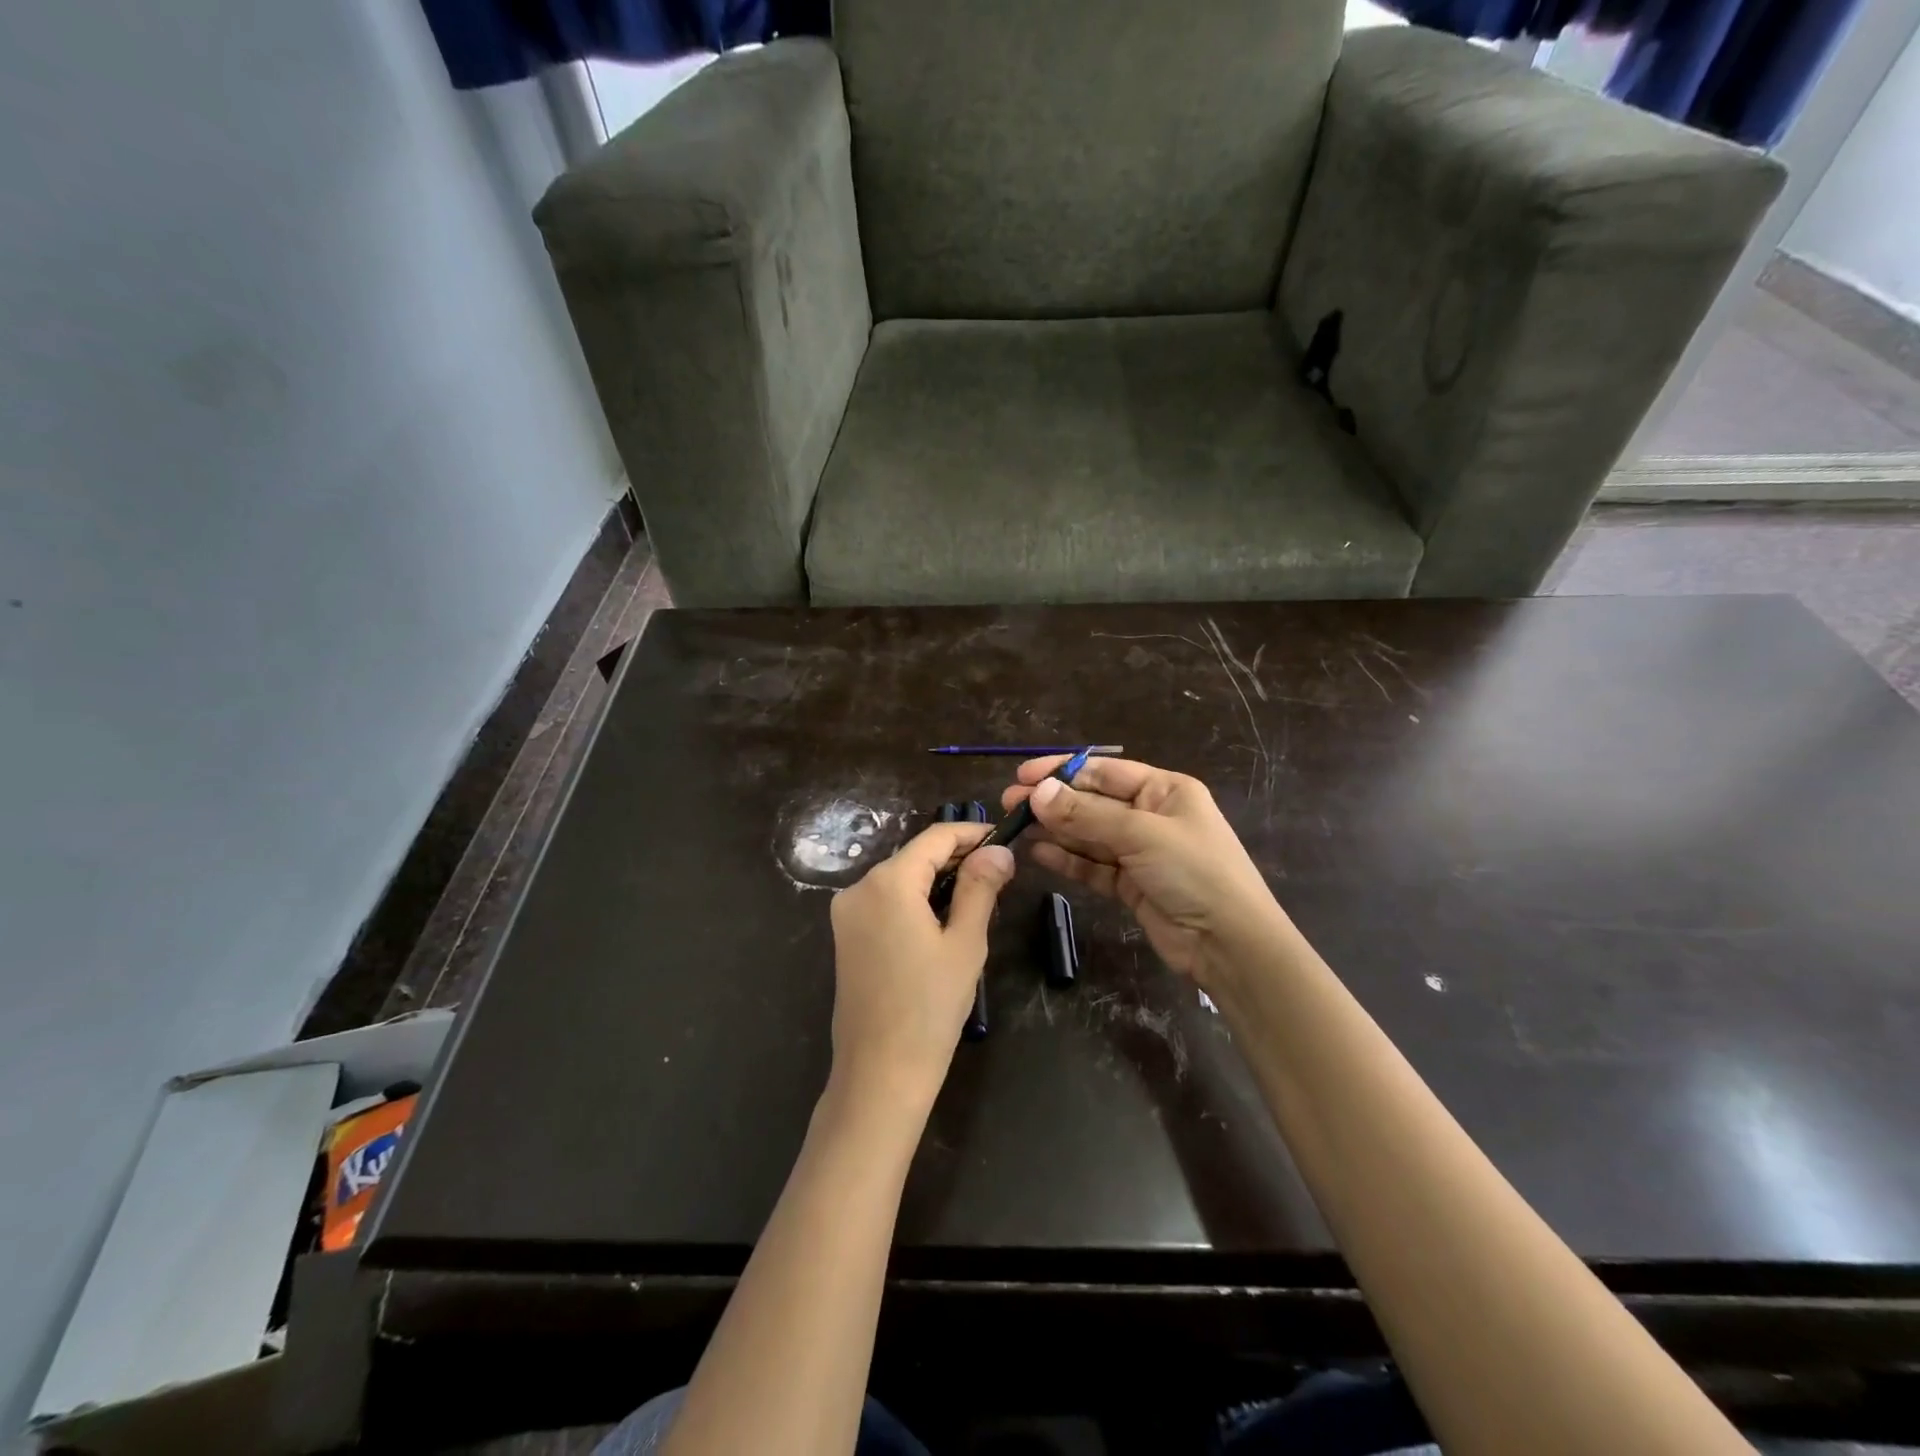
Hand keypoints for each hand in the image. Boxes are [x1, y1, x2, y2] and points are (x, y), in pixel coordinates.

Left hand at [827, 822, 1015, 1111]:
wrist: (879, 1073)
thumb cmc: (930, 1008)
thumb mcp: (965, 943)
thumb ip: (980, 887)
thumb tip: (998, 850)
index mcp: (888, 882)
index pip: (935, 838)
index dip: (971, 833)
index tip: (1004, 838)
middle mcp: (859, 887)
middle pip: (914, 856)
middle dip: (956, 857)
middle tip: (999, 872)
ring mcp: (846, 913)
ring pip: (899, 878)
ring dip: (936, 880)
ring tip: (978, 895)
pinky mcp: (845, 936)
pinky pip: (885, 901)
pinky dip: (914, 900)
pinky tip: (941, 919)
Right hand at [1001, 756, 1287, 989]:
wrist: (1230, 944)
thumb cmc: (1194, 872)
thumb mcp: (1141, 835)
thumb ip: (1086, 815)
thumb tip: (1037, 793)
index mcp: (1164, 790)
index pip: (1104, 772)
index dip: (1062, 771)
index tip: (1023, 776)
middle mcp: (1151, 816)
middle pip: (1092, 803)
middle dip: (1052, 802)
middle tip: (1009, 804)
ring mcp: (1140, 852)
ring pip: (1088, 835)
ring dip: (1054, 830)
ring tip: (1015, 827)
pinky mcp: (1131, 885)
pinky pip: (1092, 866)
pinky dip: (1067, 859)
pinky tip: (1038, 853)